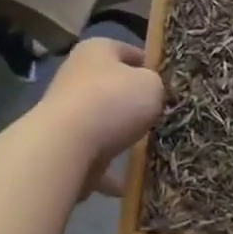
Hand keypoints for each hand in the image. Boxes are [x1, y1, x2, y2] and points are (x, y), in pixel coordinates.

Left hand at [40, 38, 165, 197]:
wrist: (66, 146)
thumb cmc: (113, 101)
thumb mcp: (152, 84)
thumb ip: (156, 85)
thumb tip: (150, 93)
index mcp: (97, 50)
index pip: (130, 51)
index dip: (152, 66)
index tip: (170, 85)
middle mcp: (77, 75)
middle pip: (114, 87)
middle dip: (135, 103)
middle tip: (161, 116)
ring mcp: (66, 111)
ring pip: (103, 122)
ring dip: (122, 135)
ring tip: (149, 149)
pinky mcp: (62, 144)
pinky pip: (94, 155)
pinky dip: (110, 170)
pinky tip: (129, 183)